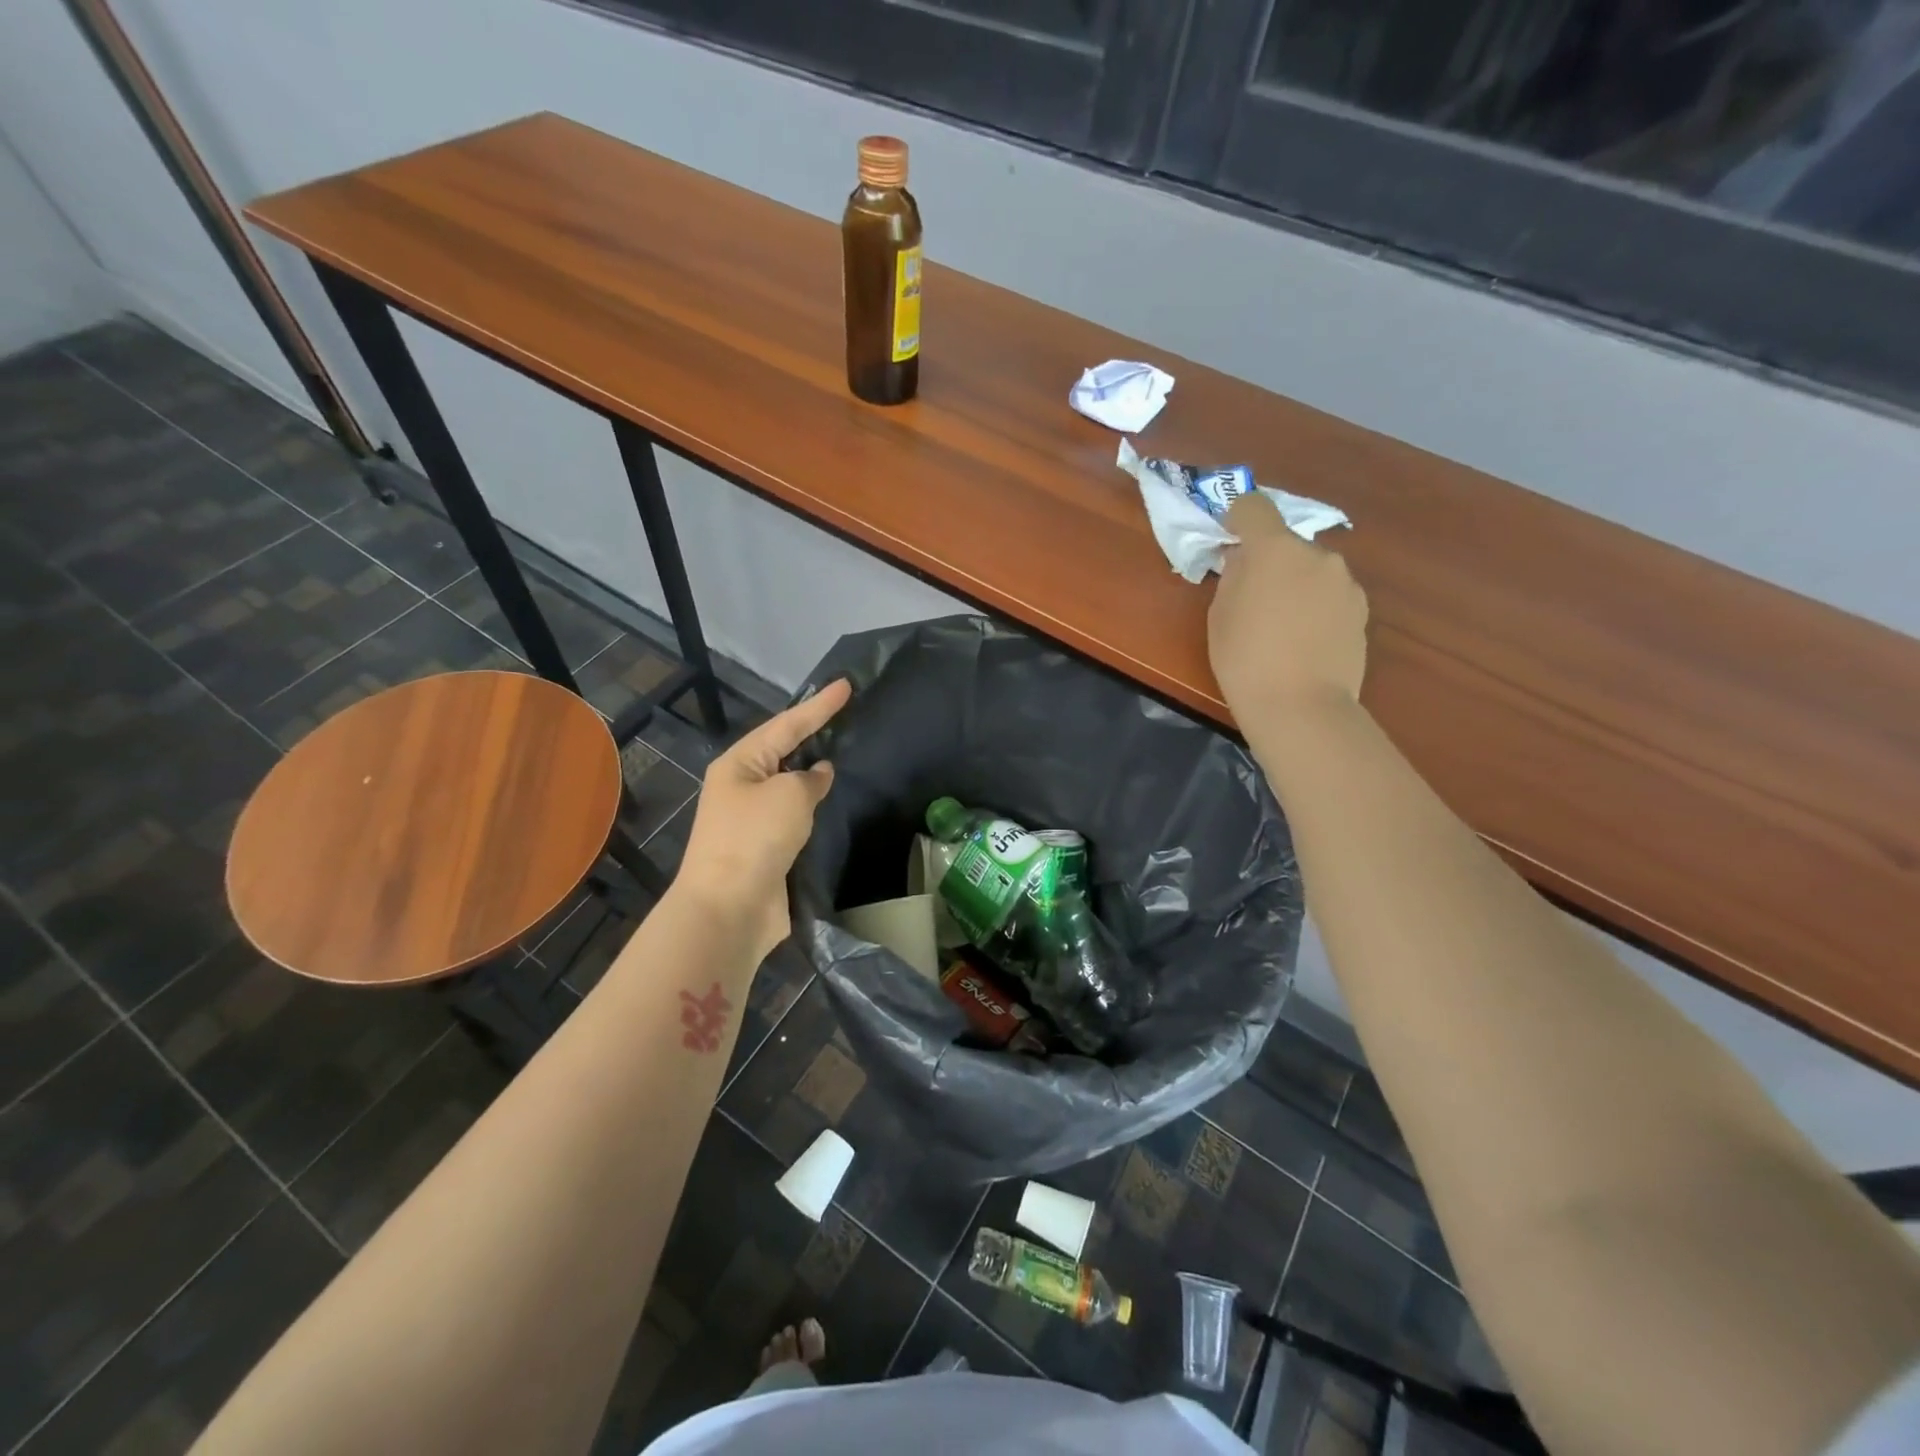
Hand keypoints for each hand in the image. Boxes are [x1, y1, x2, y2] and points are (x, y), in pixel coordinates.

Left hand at [673, 678, 852, 963]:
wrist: (729, 909)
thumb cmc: (755, 839)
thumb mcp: (789, 795)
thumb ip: (810, 778)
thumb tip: (819, 774)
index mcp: (739, 764)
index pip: (787, 724)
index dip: (819, 705)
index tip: (846, 685)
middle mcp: (742, 786)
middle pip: (784, 750)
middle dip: (813, 732)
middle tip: (846, 714)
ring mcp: (752, 819)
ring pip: (790, 784)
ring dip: (814, 771)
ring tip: (845, 751)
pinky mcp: (767, 848)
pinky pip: (795, 815)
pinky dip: (814, 806)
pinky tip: (834, 801)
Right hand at [1209, 494, 1367, 722]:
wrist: (1301, 705)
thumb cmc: (1245, 659)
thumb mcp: (1220, 615)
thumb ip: (1233, 576)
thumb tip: (1245, 561)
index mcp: (1274, 550)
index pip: (1254, 507)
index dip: (1238, 515)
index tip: (1228, 534)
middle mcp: (1316, 554)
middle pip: (1286, 544)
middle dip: (1270, 561)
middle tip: (1253, 597)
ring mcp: (1345, 582)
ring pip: (1312, 570)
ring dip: (1296, 584)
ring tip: (1282, 626)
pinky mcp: (1362, 609)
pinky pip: (1330, 595)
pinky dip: (1316, 606)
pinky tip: (1305, 640)